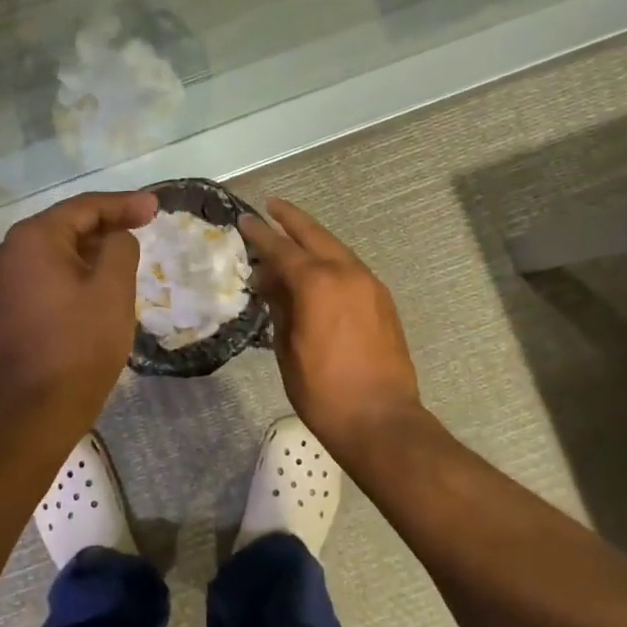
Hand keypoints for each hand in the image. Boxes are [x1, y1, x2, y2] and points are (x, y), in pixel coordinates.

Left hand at [0, 191, 155, 422]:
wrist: (37, 409)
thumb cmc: (80, 344)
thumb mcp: (113, 289)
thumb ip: (120, 247)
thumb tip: (115, 237)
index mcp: (32, 239)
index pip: (84, 208)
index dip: (123, 205)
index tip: (155, 208)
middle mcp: (7, 252)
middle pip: (65, 226)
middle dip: (106, 225)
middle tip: (143, 225)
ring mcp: (0, 282)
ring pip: (53, 253)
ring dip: (89, 250)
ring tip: (124, 252)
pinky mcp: (3, 308)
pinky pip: (43, 276)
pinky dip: (71, 272)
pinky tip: (95, 282)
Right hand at [240, 199, 423, 457]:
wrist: (380, 419)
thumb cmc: (322, 390)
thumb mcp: (287, 348)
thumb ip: (280, 307)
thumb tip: (270, 282)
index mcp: (317, 283)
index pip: (281, 249)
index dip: (260, 234)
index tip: (244, 221)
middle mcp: (346, 273)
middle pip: (314, 235)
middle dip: (291, 220)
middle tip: (271, 207)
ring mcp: (369, 285)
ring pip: (336, 249)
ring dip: (313, 239)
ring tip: (292, 236)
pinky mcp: (382, 300)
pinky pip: (351, 268)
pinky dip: (331, 260)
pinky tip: (318, 269)